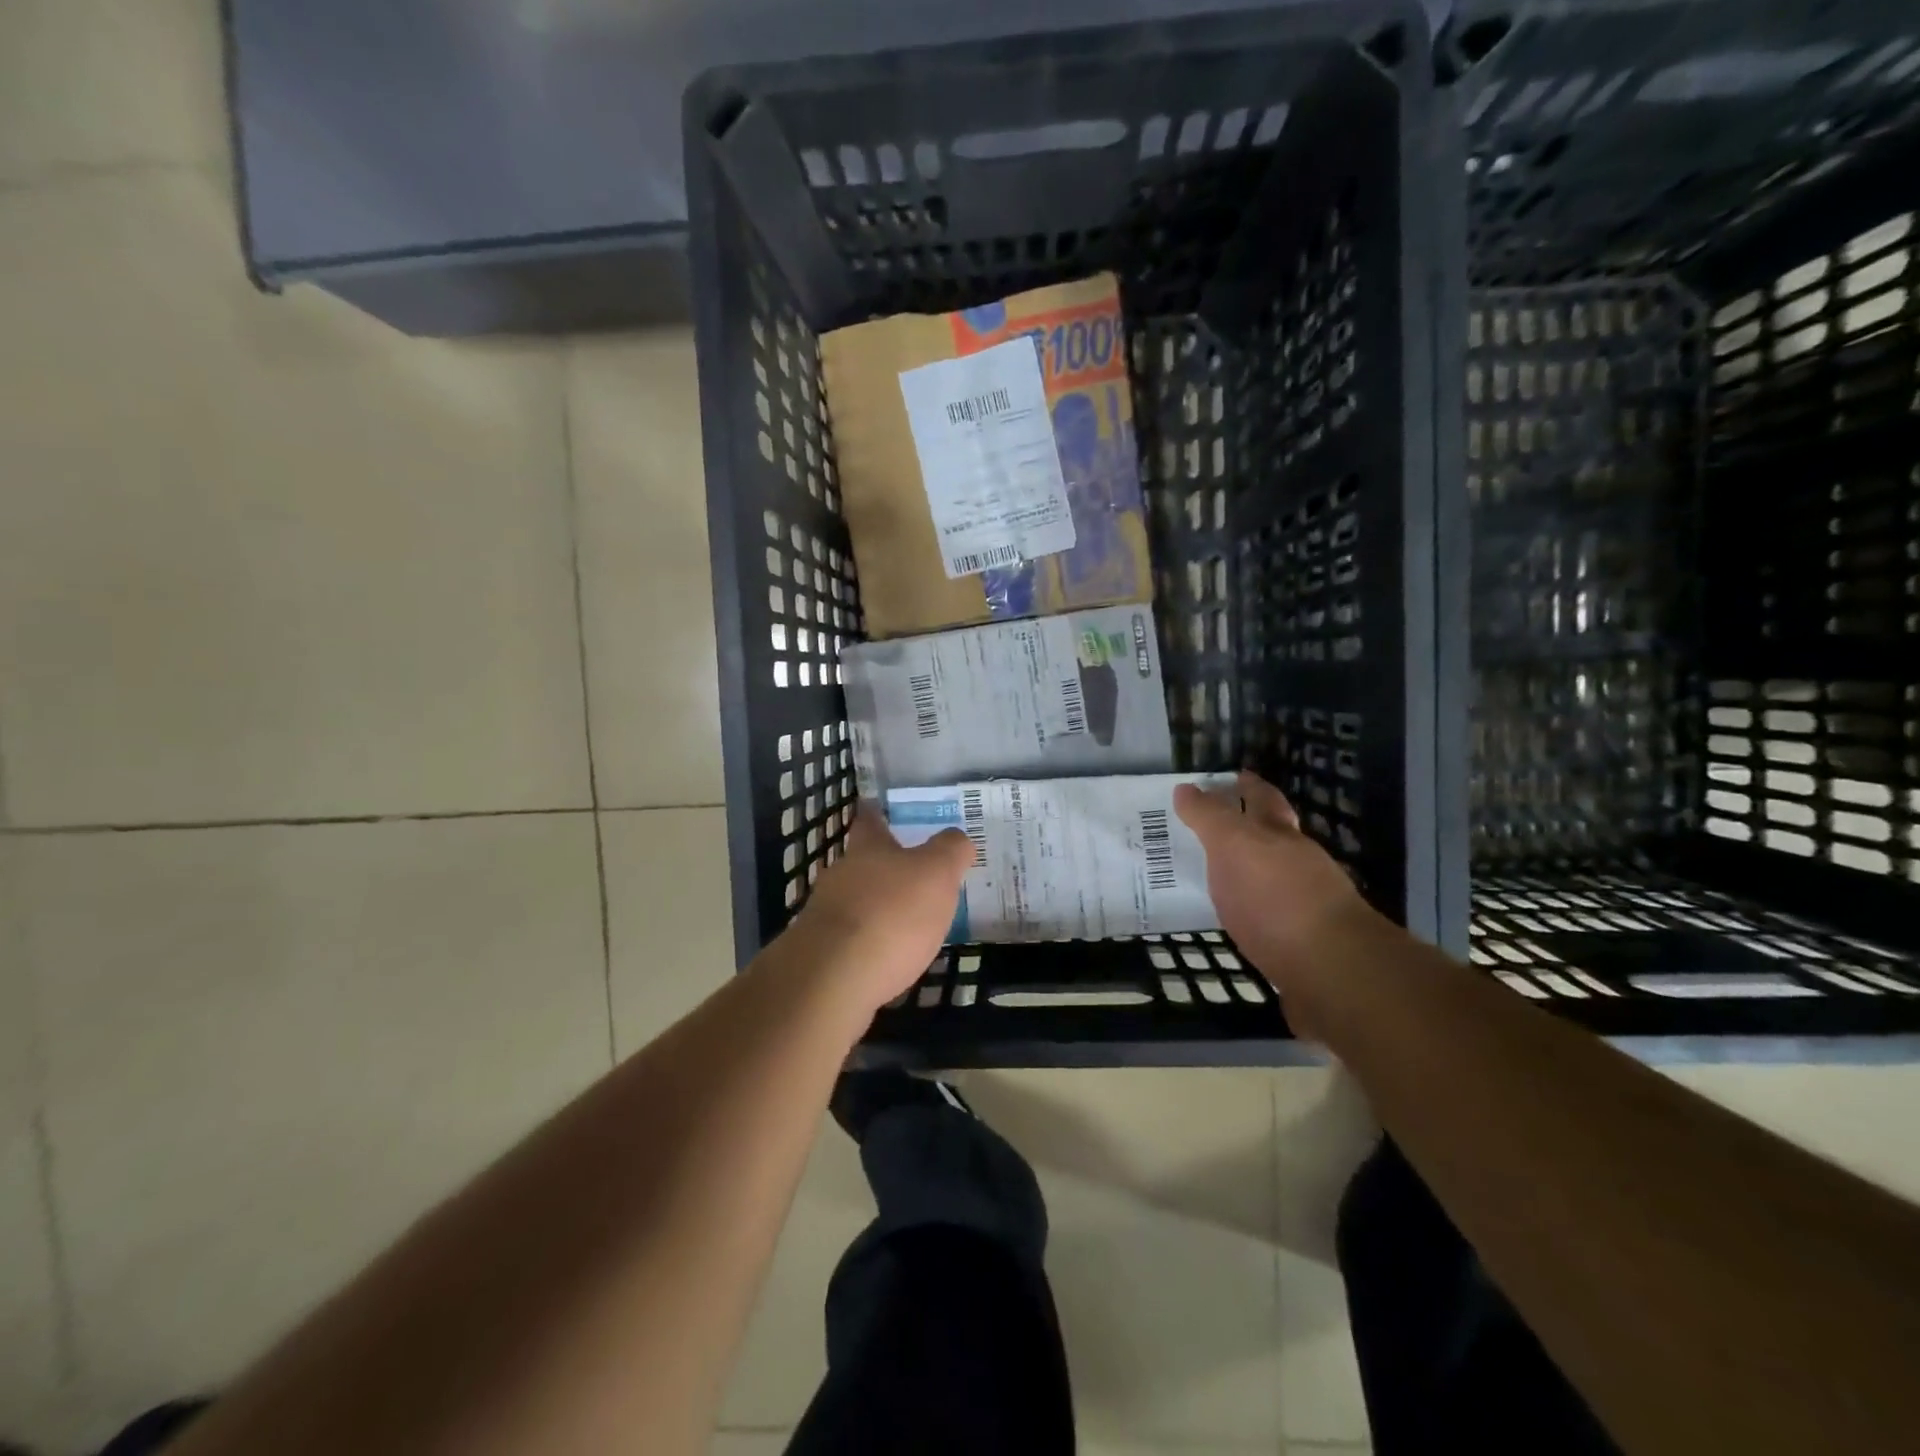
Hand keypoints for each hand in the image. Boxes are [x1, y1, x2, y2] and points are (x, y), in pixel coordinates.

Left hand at [787, 808, 971, 1012]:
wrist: (833, 978)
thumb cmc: (891, 913)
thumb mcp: (936, 873)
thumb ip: (950, 851)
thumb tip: (957, 839)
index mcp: (867, 848)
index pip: (870, 820)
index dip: (879, 814)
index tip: (884, 810)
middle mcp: (840, 874)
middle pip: (861, 863)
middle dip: (884, 868)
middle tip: (914, 875)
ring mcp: (825, 914)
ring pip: (854, 901)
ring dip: (876, 908)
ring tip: (907, 922)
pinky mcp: (821, 954)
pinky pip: (851, 940)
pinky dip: (869, 943)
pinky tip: (888, 958)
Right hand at [1175, 771, 1384, 1034]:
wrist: (1331, 971)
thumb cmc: (1275, 897)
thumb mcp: (1233, 846)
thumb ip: (1209, 818)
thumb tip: (1185, 788)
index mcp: (1280, 836)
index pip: (1262, 799)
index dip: (1246, 786)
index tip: (1231, 777)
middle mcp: (1299, 865)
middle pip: (1274, 838)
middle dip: (1253, 829)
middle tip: (1219, 826)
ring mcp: (1306, 908)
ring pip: (1275, 880)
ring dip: (1252, 876)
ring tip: (1220, 879)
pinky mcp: (1303, 949)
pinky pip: (1272, 922)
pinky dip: (1255, 917)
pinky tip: (1239, 926)